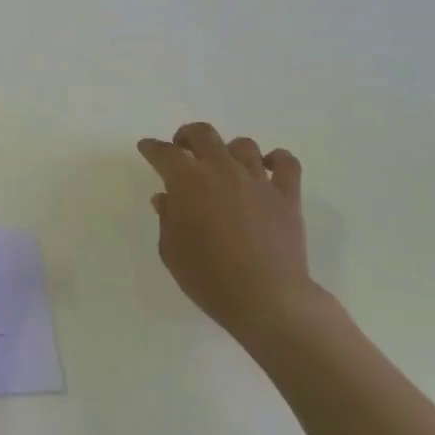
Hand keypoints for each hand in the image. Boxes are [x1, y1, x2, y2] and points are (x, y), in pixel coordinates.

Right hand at [137, 123, 317, 345]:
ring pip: (243, 145)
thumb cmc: (209, 278)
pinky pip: (286, 163)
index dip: (152, 148)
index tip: (147, 148)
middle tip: (182, 149)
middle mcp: (222, 170)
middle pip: (203, 134)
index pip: (164, 153)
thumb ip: (167, 218)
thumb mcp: (171, 250)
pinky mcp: (287, 197)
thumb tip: (167, 198)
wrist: (267, 300)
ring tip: (225, 166)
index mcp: (188, 181)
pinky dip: (277, 160)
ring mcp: (257, 181)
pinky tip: (268, 169)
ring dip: (229, 150)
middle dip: (187, 136)